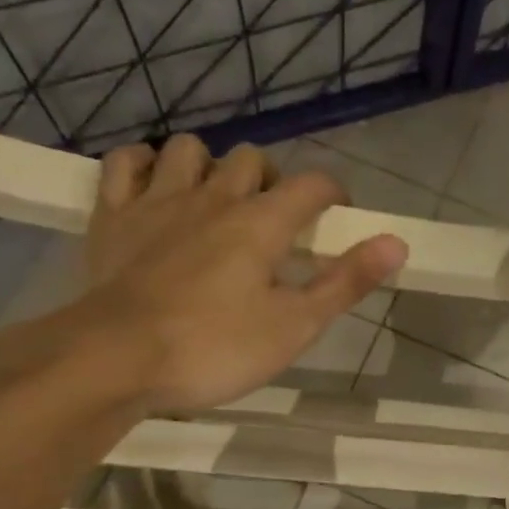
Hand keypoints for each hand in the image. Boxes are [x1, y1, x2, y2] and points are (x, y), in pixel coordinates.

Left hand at [0, 134, 405, 415]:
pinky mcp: (112, 216)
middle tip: (275, 222)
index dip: (333, 194)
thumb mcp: (293, 326)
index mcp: (261, 223)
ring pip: (189, 149)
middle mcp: (212, 197)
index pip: (312, 184)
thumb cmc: (212, 348)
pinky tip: (154, 185)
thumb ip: (345, 282)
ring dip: (209, 165)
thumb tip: (397, 242)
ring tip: (216, 201)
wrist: (113, 360)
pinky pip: (124, 164)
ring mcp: (157, 201)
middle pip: (251, 159)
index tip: (338, 217)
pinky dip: (143, 165)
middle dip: (272, 180)